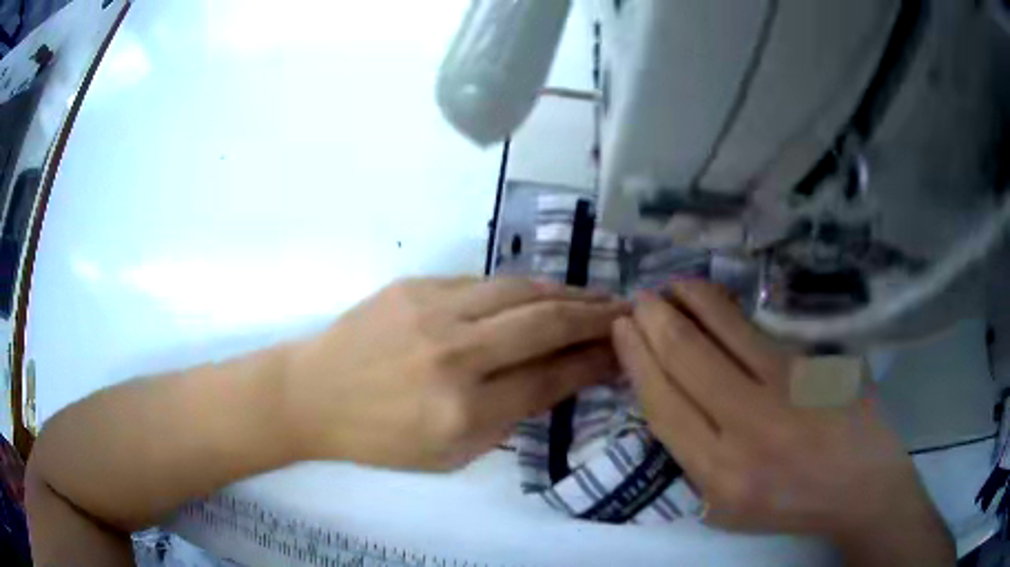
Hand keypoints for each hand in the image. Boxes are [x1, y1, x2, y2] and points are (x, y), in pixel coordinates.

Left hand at [283, 277, 627, 470]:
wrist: (313, 394)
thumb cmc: (380, 439)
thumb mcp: (450, 455)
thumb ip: (510, 419)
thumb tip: (560, 378)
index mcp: (464, 412)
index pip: (551, 377)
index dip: (594, 360)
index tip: (623, 350)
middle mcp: (455, 356)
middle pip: (546, 324)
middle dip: (596, 316)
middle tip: (626, 312)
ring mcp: (433, 312)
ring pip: (521, 290)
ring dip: (567, 293)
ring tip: (595, 297)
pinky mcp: (416, 286)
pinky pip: (484, 283)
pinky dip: (522, 289)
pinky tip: (540, 293)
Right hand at [611, 281, 953, 564]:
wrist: (859, 483)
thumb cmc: (789, 503)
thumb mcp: (726, 507)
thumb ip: (694, 458)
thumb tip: (669, 397)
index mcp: (719, 472)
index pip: (663, 403)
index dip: (637, 359)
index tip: (623, 330)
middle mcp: (748, 426)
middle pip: (686, 357)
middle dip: (653, 320)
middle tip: (639, 299)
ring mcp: (786, 386)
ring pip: (722, 328)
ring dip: (687, 299)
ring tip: (669, 286)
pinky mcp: (811, 362)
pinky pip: (757, 328)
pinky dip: (725, 308)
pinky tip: (711, 300)